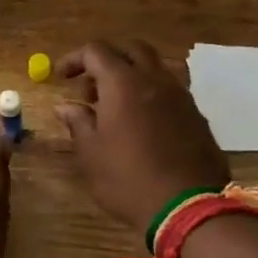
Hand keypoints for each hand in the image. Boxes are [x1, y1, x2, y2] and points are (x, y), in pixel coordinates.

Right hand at [55, 40, 229, 231]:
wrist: (188, 208)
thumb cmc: (128, 179)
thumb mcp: (91, 154)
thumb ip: (78, 122)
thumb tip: (65, 106)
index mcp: (123, 83)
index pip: (96, 51)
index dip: (75, 59)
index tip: (61, 77)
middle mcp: (154, 79)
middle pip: (130, 49)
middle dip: (107, 60)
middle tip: (90, 88)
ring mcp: (181, 96)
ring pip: (154, 68)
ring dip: (131, 76)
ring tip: (115, 107)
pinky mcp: (197, 115)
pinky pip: (170, 90)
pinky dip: (151, 94)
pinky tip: (142, 123)